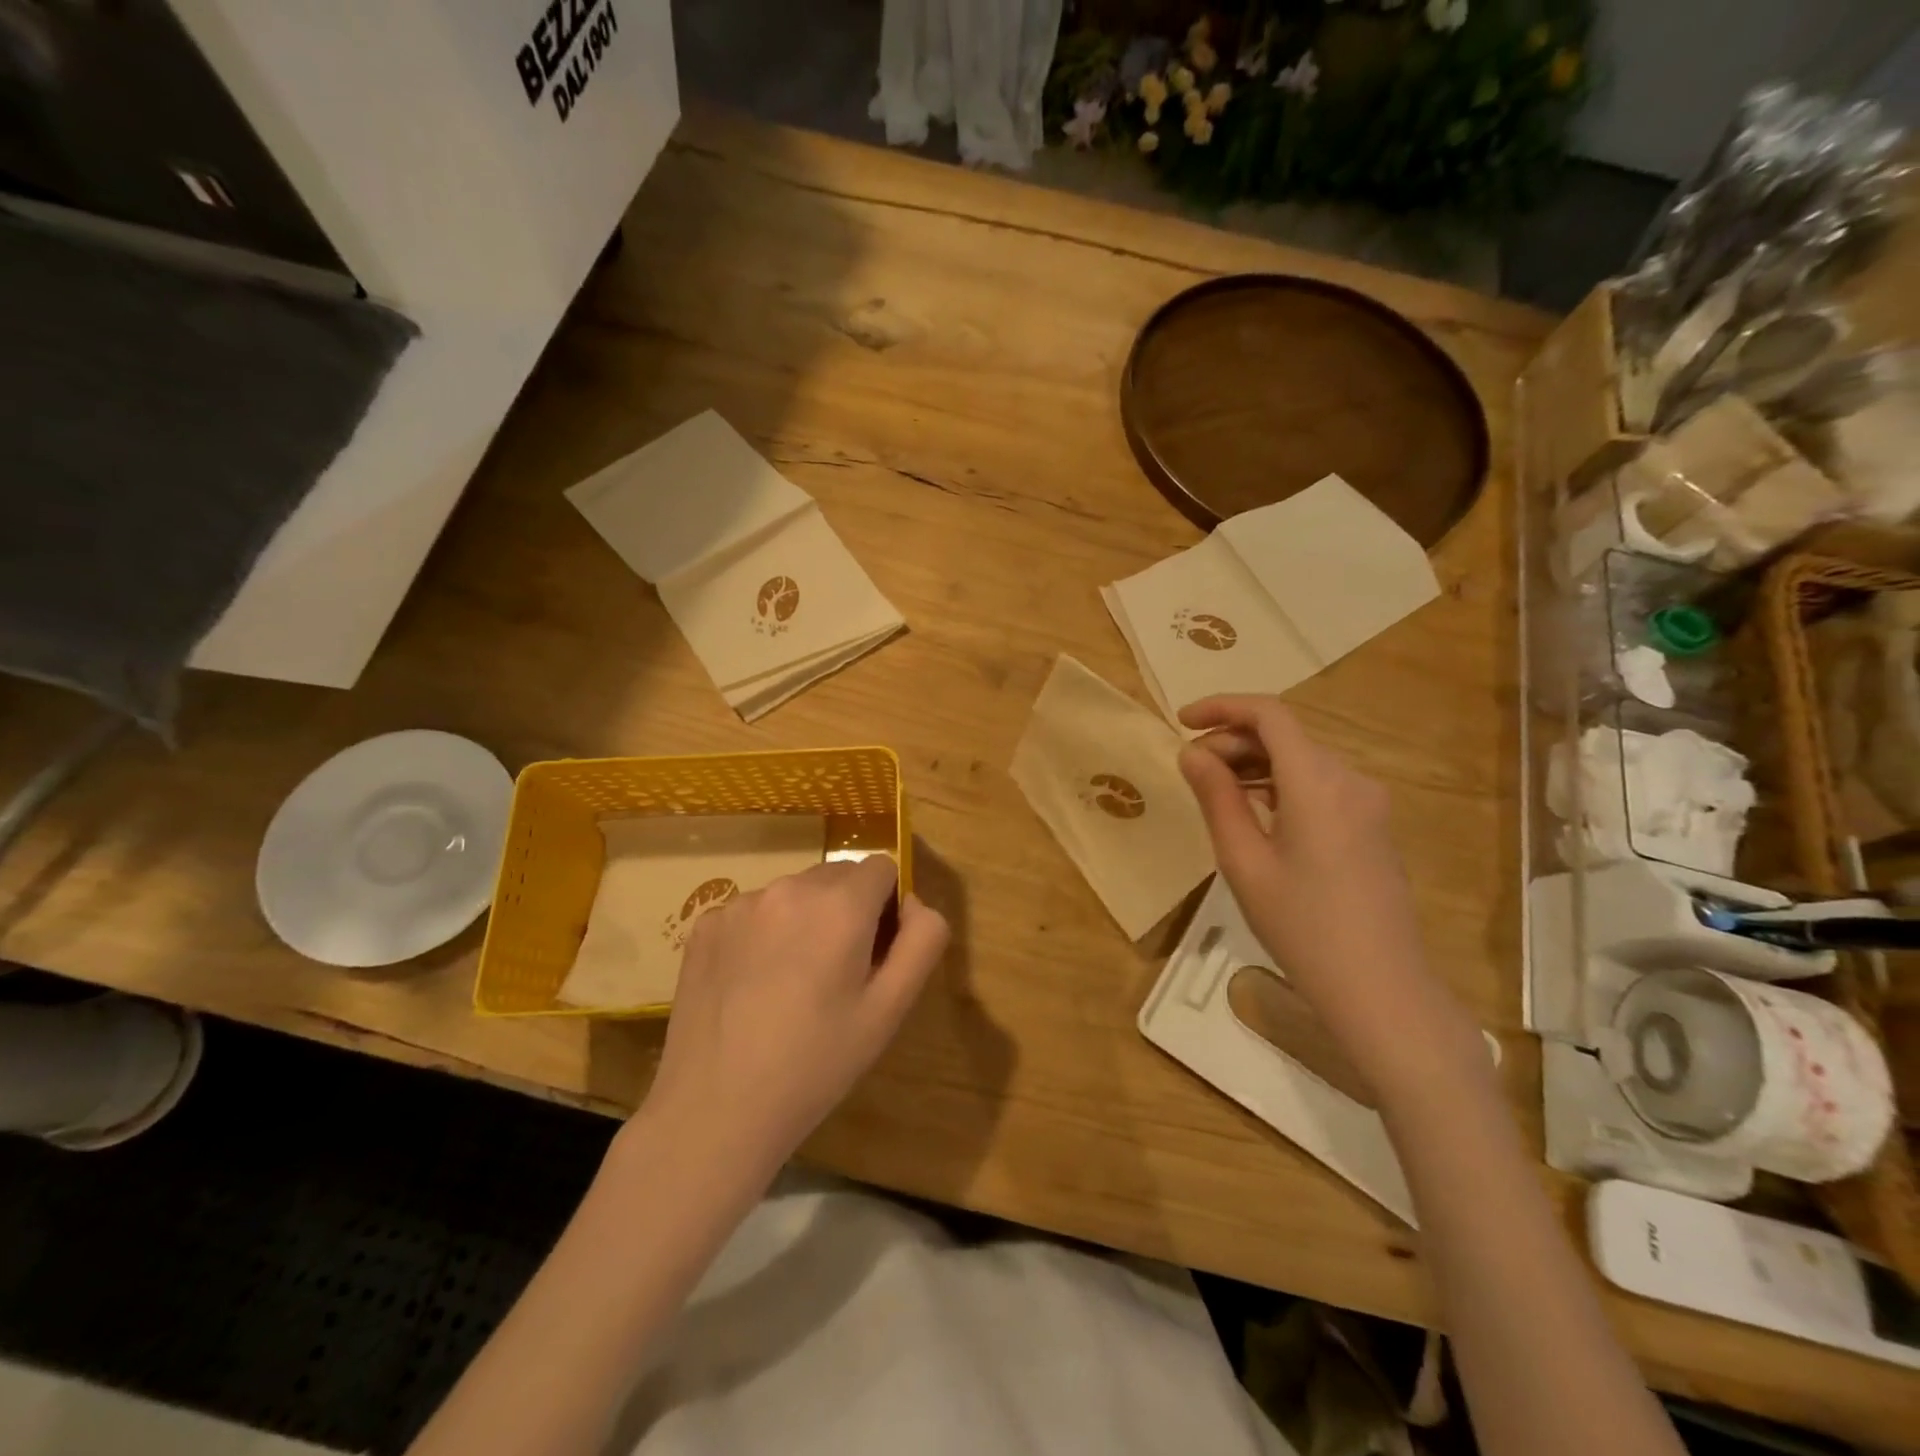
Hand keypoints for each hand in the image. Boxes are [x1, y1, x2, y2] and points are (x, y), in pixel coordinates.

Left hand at [643, 856, 948, 1183]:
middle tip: (835, 975)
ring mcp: (741, 904)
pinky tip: (751, 985)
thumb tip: (912, 902)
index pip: (881, 868)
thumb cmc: (816, 1064)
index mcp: (840, 905)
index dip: (887, 906)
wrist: (715, 1110)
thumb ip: (922, 940)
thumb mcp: (890, 1010)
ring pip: (794, 893)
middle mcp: (790, 888)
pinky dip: (763, 934)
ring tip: (791, 984)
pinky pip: (753, 912)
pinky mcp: (706, 925)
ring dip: (804, 919)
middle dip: (847, 910)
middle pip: (837, 876)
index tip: (874, 953)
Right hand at [1176, 695, 1475, 1092]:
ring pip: (1302, 760)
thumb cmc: (1302, 926)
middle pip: (1286, 736)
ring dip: (1255, 763)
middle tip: (1190, 768)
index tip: (1181, 720)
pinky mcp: (1372, 827)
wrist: (1381, 990)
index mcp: (1318, 782)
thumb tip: (1192, 753)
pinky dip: (1280, 784)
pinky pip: (1319, 786)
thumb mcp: (1244, 861)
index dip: (1222, 707)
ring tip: (1213, 789)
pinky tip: (1253, 810)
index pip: (1269, 715)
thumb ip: (1216, 798)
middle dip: (1233, 740)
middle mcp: (1350, 780)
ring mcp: (1367, 804)